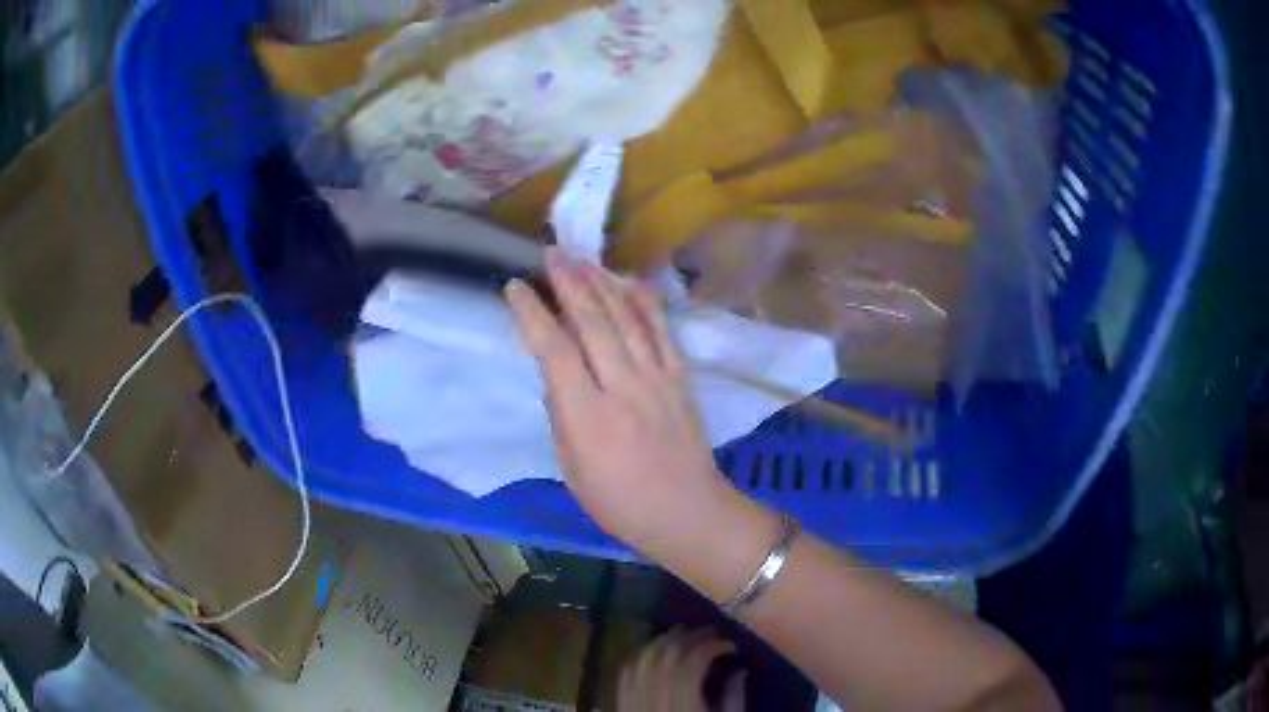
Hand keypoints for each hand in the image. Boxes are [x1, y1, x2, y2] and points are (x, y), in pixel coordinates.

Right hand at [504, 249, 733, 556]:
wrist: (688, 512)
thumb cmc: (620, 503)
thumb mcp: (573, 470)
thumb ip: (562, 416)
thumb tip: (557, 375)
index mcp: (588, 415)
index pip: (554, 350)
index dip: (532, 314)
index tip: (516, 287)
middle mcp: (623, 386)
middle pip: (592, 321)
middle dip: (569, 282)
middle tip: (552, 253)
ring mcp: (657, 378)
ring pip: (627, 318)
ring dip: (602, 282)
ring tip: (582, 258)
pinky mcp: (681, 378)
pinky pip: (662, 331)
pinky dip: (646, 302)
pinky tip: (632, 281)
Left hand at [618, 628, 745, 711]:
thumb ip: (735, 700)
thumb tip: (740, 669)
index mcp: (684, 709)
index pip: (690, 664)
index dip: (710, 646)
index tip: (730, 644)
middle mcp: (654, 705)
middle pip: (662, 659)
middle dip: (685, 638)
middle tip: (707, 631)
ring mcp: (633, 708)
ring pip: (639, 664)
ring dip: (658, 644)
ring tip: (680, 635)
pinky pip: (623, 679)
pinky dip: (637, 660)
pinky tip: (651, 654)